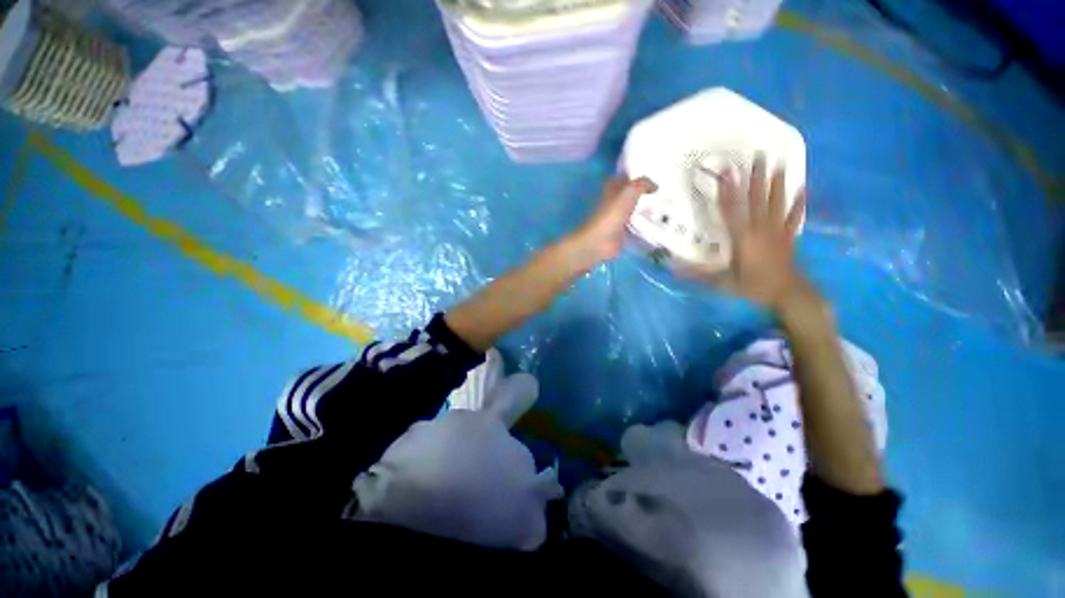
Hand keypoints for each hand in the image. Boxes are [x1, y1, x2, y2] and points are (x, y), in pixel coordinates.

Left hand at [567, 176, 656, 268]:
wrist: (600, 241)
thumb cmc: (612, 213)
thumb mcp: (629, 192)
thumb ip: (642, 184)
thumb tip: (655, 187)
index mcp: (611, 189)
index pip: (623, 177)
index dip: (635, 175)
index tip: (653, 173)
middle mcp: (613, 202)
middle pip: (629, 194)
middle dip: (642, 193)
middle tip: (662, 191)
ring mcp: (616, 218)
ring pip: (632, 210)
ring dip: (644, 209)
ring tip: (664, 207)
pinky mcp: (621, 232)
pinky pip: (635, 226)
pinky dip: (644, 225)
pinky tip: (658, 223)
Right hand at [713, 153, 807, 307]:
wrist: (787, 294)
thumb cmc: (753, 286)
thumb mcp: (722, 282)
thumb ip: (698, 275)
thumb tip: (672, 271)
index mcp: (742, 238)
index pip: (732, 210)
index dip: (728, 191)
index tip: (727, 173)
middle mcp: (760, 229)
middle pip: (757, 199)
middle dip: (756, 177)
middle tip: (759, 155)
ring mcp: (777, 231)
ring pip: (776, 202)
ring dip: (777, 183)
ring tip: (779, 163)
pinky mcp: (788, 236)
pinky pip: (794, 217)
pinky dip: (799, 203)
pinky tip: (804, 188)